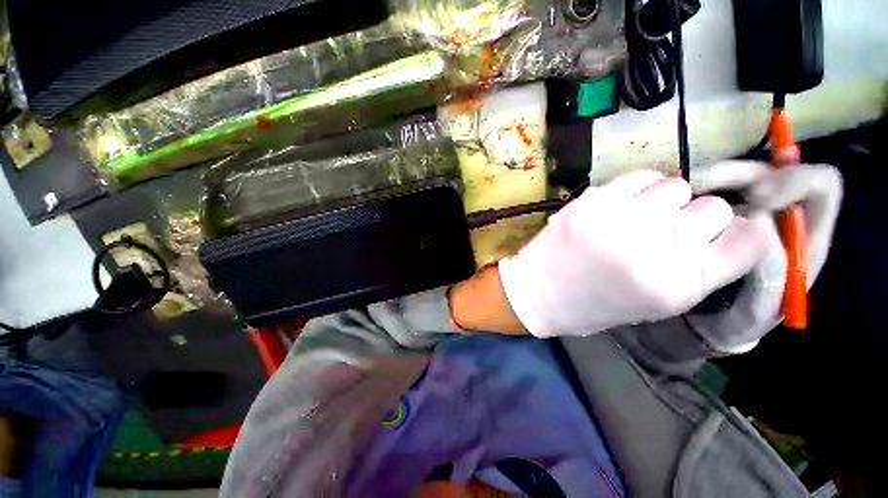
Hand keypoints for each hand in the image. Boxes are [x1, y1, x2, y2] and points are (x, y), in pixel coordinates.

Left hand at [498, 170, 770, 337]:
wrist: (538, 292)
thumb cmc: (593, 306)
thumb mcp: (655, 303)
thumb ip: (696, 269)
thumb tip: (728, 230)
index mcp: (680, 285)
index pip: (751, 240)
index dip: (743, 232)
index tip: (726, 232)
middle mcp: (658, 247)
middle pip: (715, 206)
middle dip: (698, 216)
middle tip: (670, 228)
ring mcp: (622, 218)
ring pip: (677, 186)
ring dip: (665, 199)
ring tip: (640, 216)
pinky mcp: (593, 200)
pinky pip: (638, 176)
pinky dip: (637, 187)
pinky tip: (621, 204)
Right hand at [686, 161, 842, 351]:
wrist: (706, 324)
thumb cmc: (738, 320)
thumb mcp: (761, 308)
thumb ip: (769, 272)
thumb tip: (751, 220)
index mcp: (804, 239)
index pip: (820, 186)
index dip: (793, 181)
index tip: (755, 199)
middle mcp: (776, 218)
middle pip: (769, 172)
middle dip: (737, 174)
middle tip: (699, 187)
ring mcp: (740, 215)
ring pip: (734, 177)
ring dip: (708, 179)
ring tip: (678, 195)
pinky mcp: (709, 218)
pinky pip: (704, 192)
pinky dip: (689, 190)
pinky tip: (671, 202)